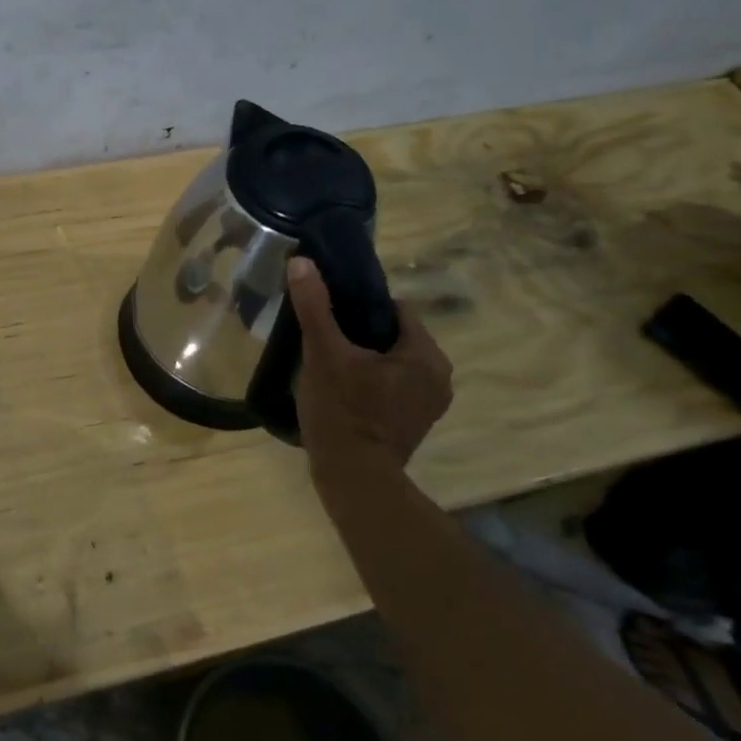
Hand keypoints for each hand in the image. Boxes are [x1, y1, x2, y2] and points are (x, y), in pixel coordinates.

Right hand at [285, 256, 452, 465]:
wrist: (353, 478)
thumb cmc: (343, 411)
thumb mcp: (323, 354)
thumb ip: (315, 307)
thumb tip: (302, 262)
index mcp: (425, 355)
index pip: (396, 309)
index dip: (360, 305)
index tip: (330, 313)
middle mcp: (438, 377)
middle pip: (393, 335)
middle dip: (360, 332)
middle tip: (323, 338)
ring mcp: (429, 404)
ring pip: (391, 362)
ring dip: (364, 358)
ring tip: (328, 362)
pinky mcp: (414, 423)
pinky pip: (391, 386)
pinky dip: (370, 381)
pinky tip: (341, 389)